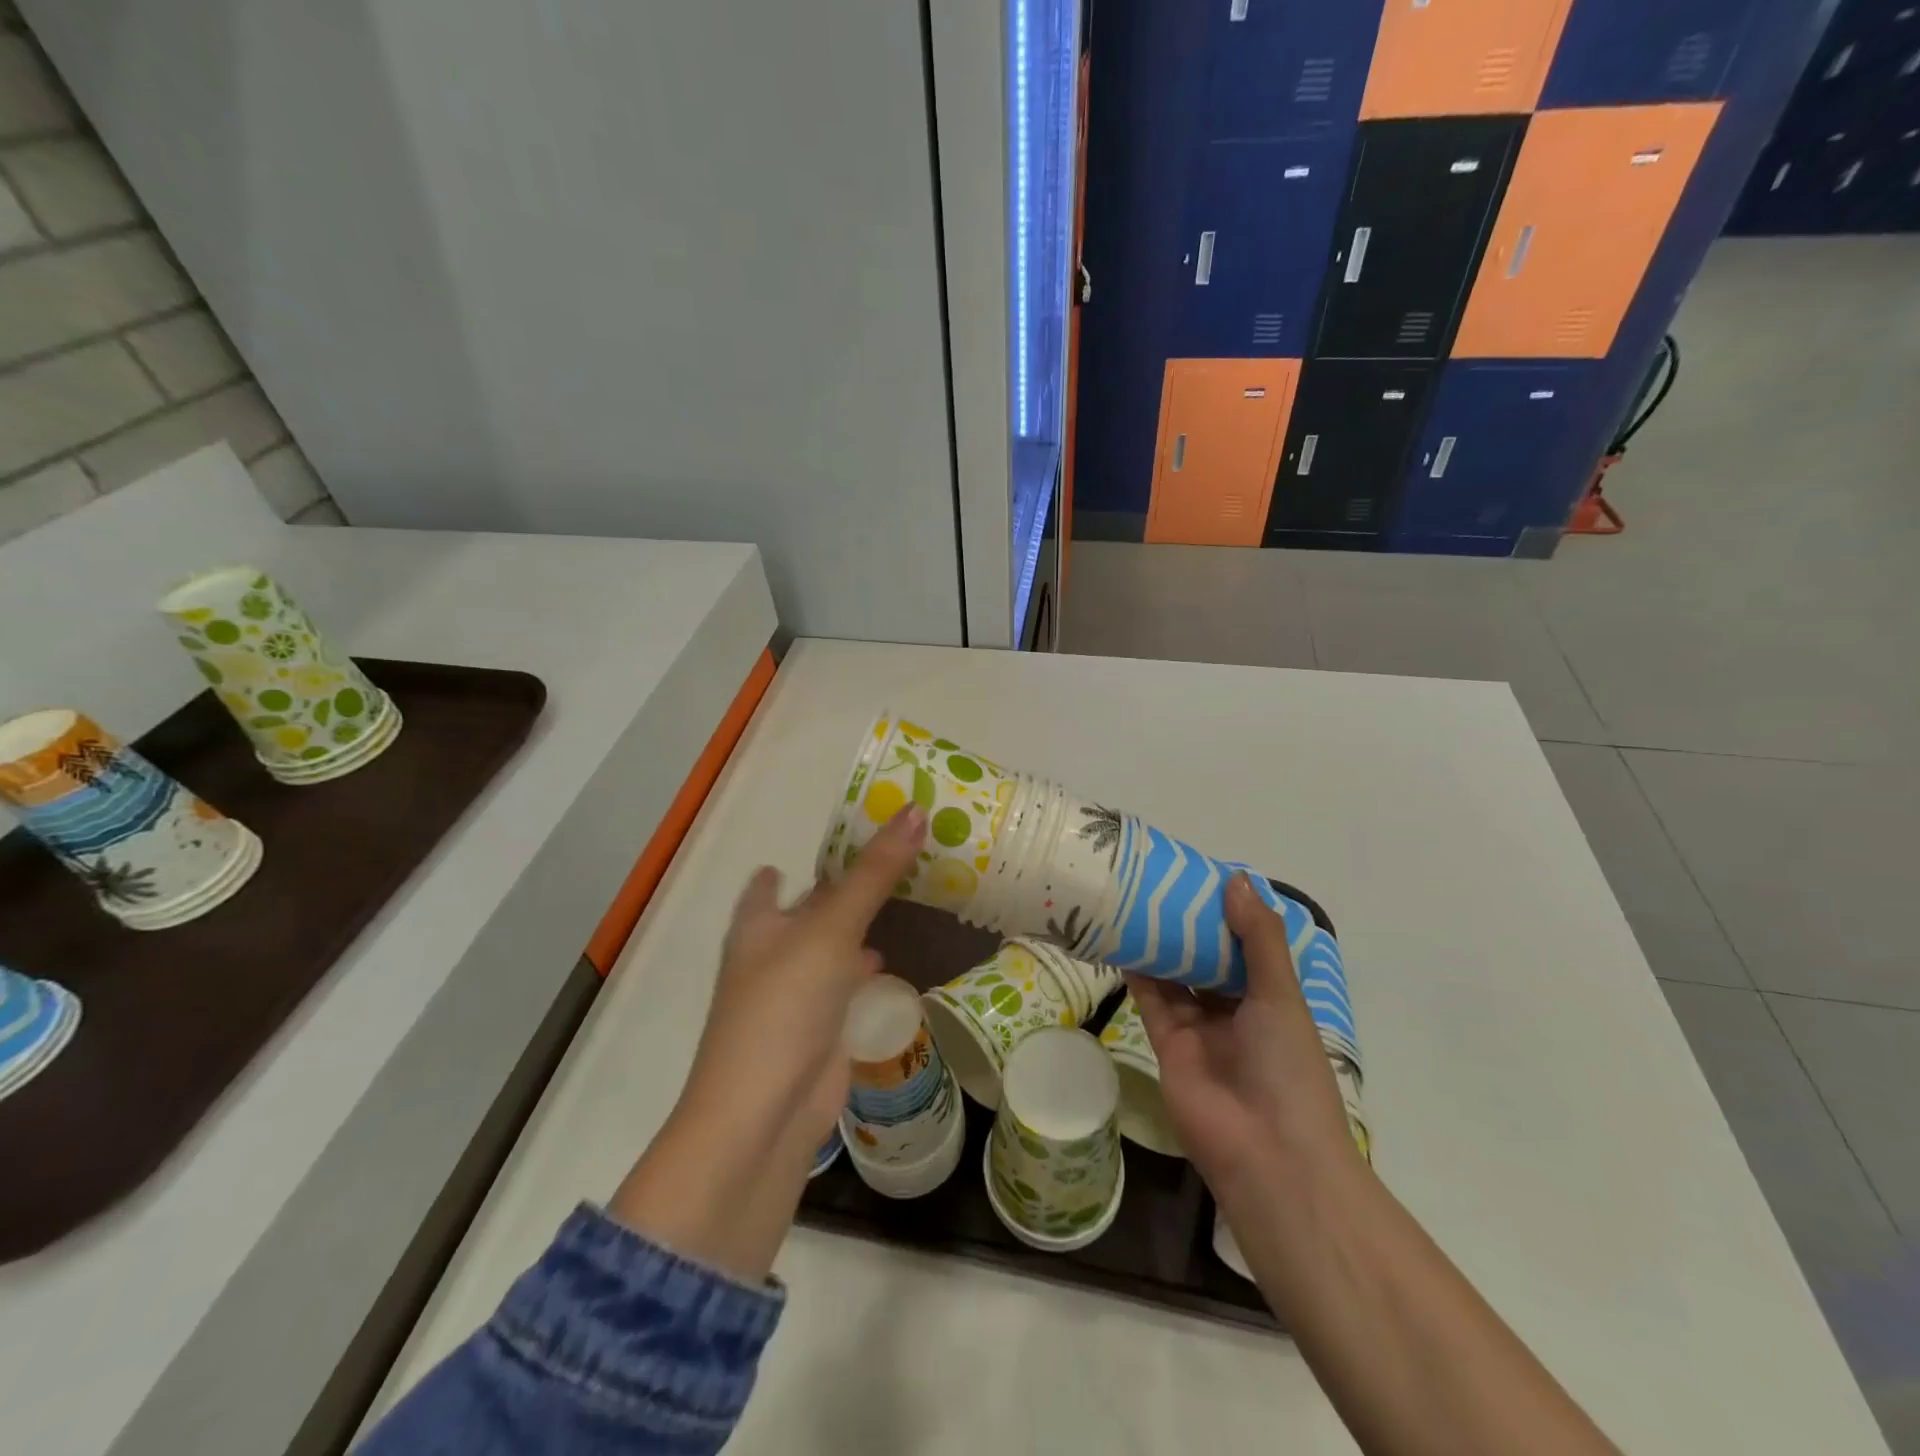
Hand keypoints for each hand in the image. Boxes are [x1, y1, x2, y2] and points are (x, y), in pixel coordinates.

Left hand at [681, 802, 928, 1146]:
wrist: (766, 1114)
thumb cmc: (785, 1004)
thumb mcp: (832, 927)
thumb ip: (875, 872)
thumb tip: (917, 810)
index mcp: (758, 925)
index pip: (772, 880)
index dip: (796, 859)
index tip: (833, 838)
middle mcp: (772, 955)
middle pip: (808, 911)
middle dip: (839, 889)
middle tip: (885, 858)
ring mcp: (794, 995)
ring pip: (829, 949)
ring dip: (853, 929)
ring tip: (893, 899)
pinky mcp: (819, 1028)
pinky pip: (844, 986)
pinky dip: (862, 970)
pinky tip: (884, 959)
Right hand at [1126, 873, 1357, 1198]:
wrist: (1266, 1153)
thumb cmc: (1287, 1067)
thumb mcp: (1282, 995)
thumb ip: (1258, 938)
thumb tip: (1236, 879)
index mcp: (1271, 997)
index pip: (1246, 945)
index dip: (1226, 913)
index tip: (1201, 876)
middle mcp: (1235, 1009)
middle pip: (1206, 958)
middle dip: (1187, 924)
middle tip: (1160, 880)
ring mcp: (1199, 1027)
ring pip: (1175, 974)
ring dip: (1159, 942)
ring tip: (1135, 899)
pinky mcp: (1166, 1041)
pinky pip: (1150, 998)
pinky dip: (1137, 970)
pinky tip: (1122, 936)